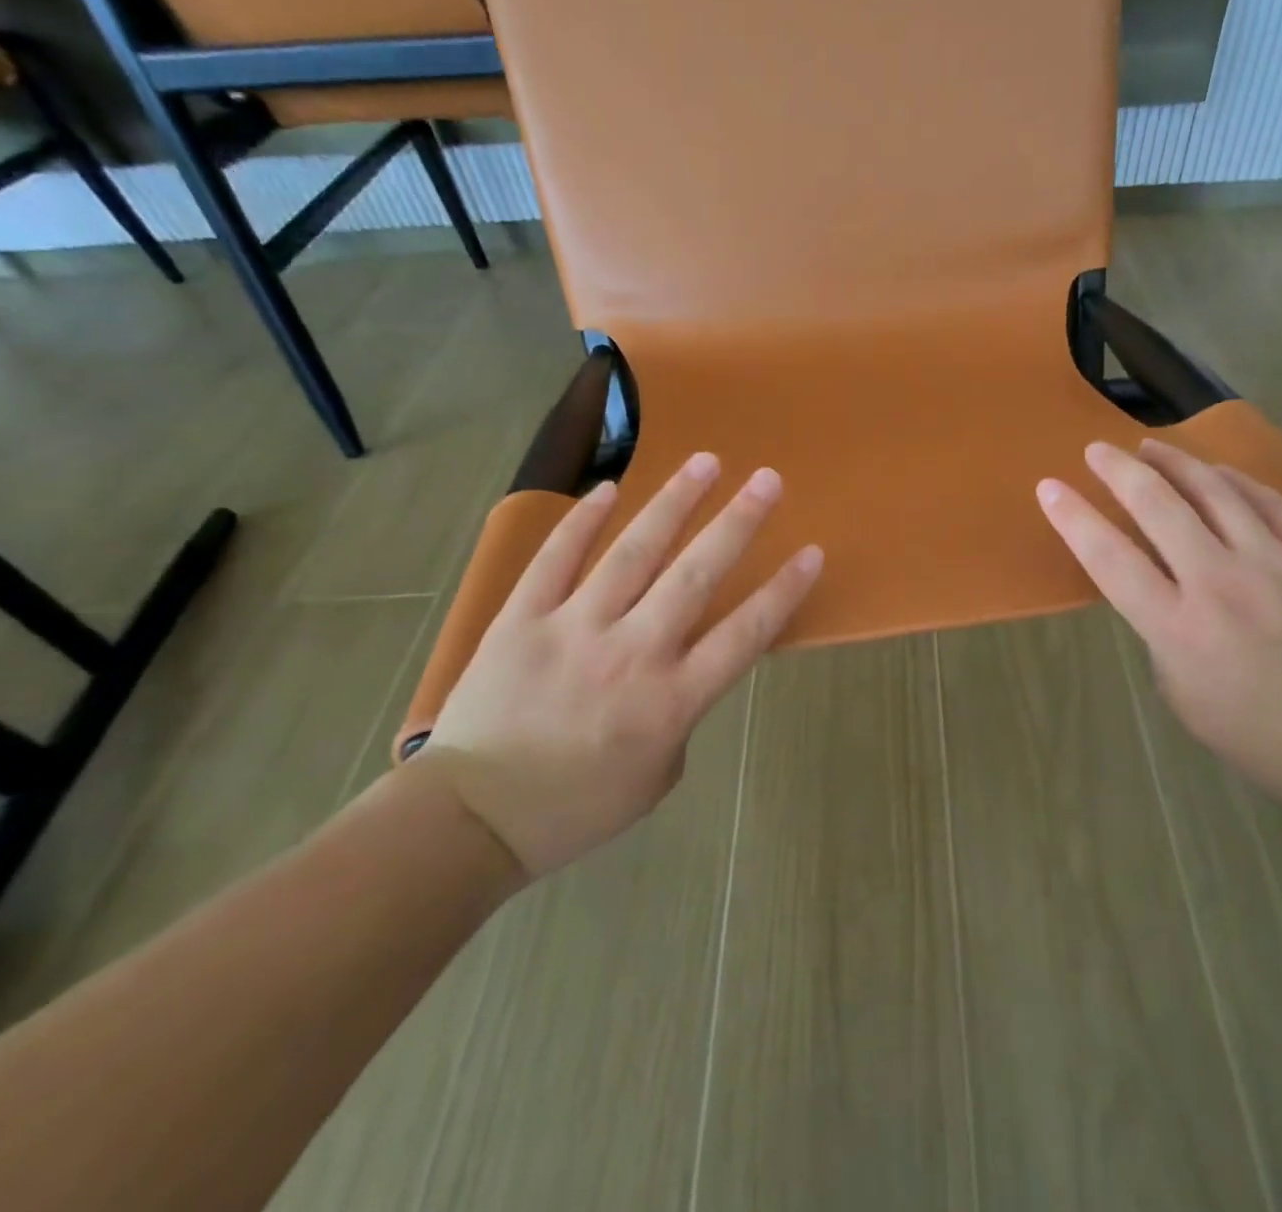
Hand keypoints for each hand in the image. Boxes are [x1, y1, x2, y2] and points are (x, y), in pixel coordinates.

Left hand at [419, 453, 822, 879]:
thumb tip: (678, 664)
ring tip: (705, 461)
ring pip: (634, 552)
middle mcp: (632, 653)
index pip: (745, 634)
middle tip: (768, 479)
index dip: (783, 590)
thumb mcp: (656, 777)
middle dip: (738, 522)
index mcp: (671, 701)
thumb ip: (680, 715)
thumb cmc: (575, 807)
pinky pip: (556, 558)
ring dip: (674, 502)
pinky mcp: (522, 618)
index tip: (811, 552)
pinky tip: (609, 488)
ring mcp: (574, 629)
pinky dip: (583, 521)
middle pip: (697, 575)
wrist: (470, 821)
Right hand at [1037, 439, 1281, 807]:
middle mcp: (1219, 583)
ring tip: (1151, 447)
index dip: (1074, 517)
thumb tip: (1159, 585)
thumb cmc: (1253, 729)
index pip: (1109, 557)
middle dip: (1118, 470)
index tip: (1050, 487)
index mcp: (1176, 626)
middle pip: (1157, 505)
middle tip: (1098, 450)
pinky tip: (1216, 472)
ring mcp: (1274, 563)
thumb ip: (1159, 631)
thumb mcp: (1178, 691)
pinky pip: (1268, 501)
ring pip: (1213, 490)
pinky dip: (1234, 480)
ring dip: (1173, 461)